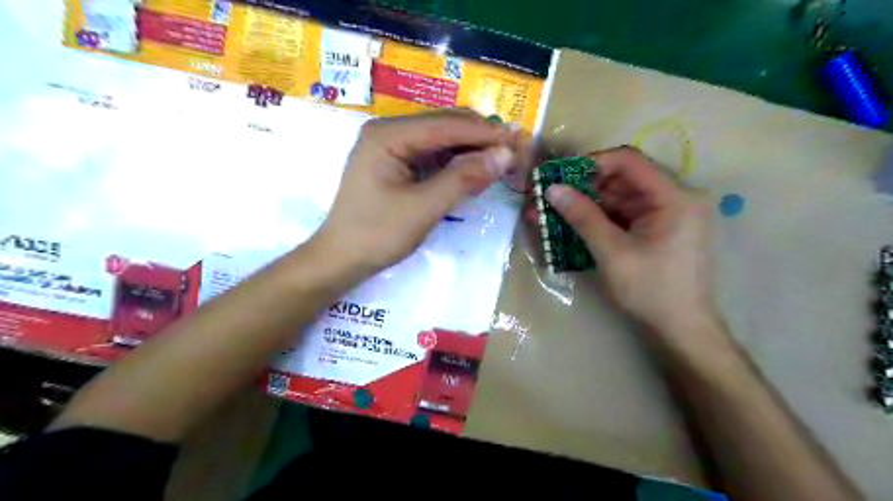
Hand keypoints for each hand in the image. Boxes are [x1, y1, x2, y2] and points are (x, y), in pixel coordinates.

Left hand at [311, 109, 517, 274]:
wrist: (341, 259)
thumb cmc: (377, 234)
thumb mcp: (423, 208)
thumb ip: (463, 179)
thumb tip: (504, 155)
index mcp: (388, 135)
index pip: (446, 125)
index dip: (485, 133)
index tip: (518, 142)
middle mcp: (388, 131)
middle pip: (444, 125)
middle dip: (479, 138)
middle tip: (513, 154)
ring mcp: (390, 146)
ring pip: (441, 139)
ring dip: (470, 150)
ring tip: (500, 162)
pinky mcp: (395, 162)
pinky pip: (432, 155)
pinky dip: (455, 162)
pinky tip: (473, 171)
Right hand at [537, 146, 716, 332]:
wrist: (681, 330)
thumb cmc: (651, 291)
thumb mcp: (612, 252)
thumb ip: (582, 217)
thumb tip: (552, 189)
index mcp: (674, 197)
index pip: (629, 161)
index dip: (591, 163)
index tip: (560, 176)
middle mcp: (675, 198)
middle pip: (623, 179)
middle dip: (583, 187)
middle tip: (549, 195)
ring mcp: (666, 215)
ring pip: (619, 198)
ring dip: (586, 204)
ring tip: (551, 211)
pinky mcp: (657, 230)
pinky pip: (623, 216)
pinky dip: (598, 219)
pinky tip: (571, 225)